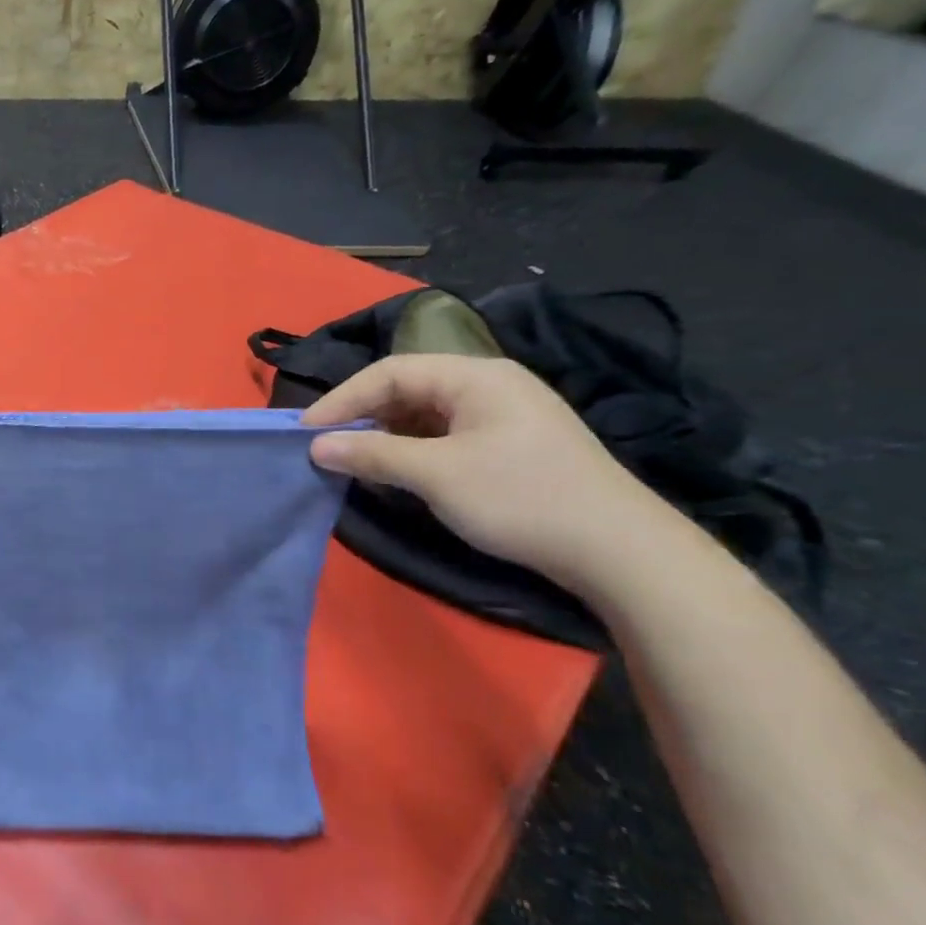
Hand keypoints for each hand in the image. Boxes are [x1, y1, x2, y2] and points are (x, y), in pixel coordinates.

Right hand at [302, 354, 675, 592]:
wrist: (620, 552)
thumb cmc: (521, 498)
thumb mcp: (437, 476)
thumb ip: (372, 455)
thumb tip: (316, 445)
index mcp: (474, 376)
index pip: (389, 372)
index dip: (342, 400)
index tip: (306, 432)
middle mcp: (488, 385)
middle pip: (407, 389)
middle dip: (363, 418)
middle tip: (327, 449)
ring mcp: (503, 415)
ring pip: (425, 415)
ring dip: (387, 437)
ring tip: (357, 464)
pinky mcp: (510, 445)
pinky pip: (445, 436)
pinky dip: (414, 451)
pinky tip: (400, 475)